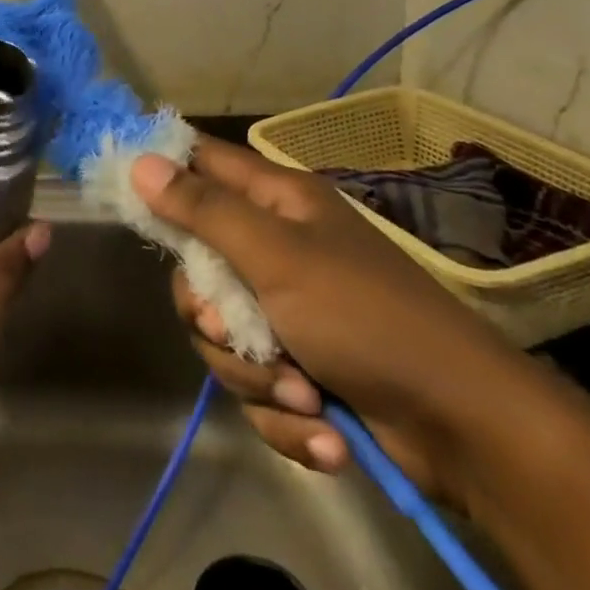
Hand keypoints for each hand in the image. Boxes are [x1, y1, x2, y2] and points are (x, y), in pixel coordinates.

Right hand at [133, 137, 528, 508]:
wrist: (466, 428)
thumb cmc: (366, 316)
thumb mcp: (278, 256)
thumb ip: (204, 210)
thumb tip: (140, 161)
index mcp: (277, 202)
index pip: (200, 161)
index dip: (160, 170)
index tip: (123, 193)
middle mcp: (278, 247)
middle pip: (199, 268)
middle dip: (213, 317)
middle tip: (235, 333)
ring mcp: (290, 309)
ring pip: (224, 336)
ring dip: (255, 374)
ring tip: (303, 392)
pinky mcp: (303, 367)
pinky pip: (258, 383)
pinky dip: (285, 411)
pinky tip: (323, 427)